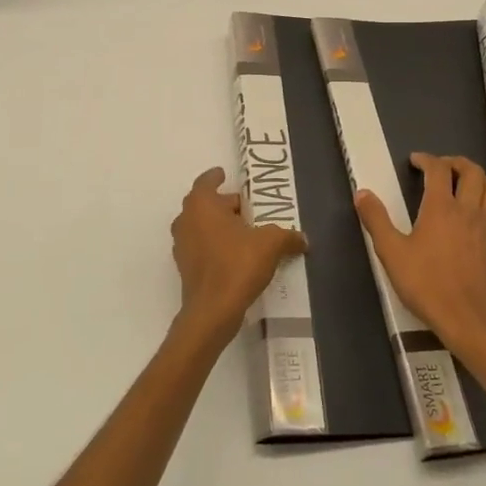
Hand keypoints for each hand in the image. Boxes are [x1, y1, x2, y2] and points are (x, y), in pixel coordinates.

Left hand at [171, 168, 305, 345]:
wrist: (212, 310)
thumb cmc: (237, 264)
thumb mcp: (271, 244)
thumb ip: (287, 236)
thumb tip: (303, 238)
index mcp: (202, 205)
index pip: (206, 181)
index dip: (216, 177)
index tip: (224, 174)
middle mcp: (186, 220)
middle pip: (204, 204)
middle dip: (224, 204)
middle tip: (246, 208)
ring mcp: (182, 245)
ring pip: (201, 226)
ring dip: (218, 225)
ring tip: (244, 232)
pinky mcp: (185, 267)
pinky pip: (201, 247)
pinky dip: (214, 245)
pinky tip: (236, 255)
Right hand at [355, 153, 485, 353]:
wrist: (466, 318)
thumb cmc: (425, 284)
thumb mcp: (391, 252)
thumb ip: (376, 220)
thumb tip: (362, 192)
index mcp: (441, 207)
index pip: (438, 169)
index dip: (426, 159)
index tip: (415, 161)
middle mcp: (468, 210)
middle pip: (472, 172)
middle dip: (456, 162)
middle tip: (442, 167)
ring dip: (480, 179)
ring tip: (466, 184)